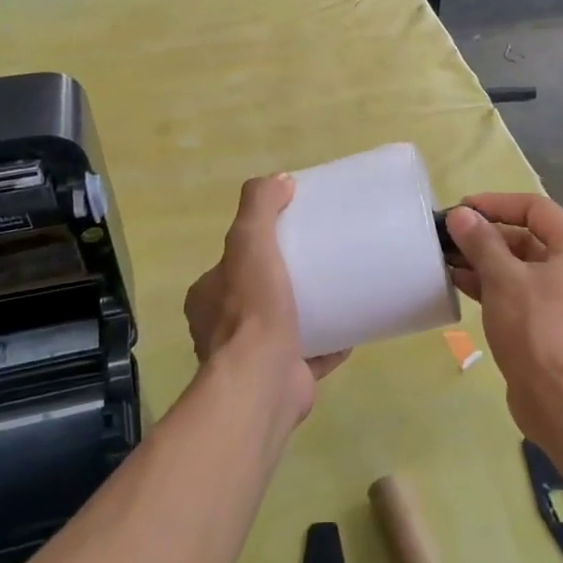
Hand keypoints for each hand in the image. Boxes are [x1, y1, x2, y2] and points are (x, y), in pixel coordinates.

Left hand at [184, 174, 348, 426]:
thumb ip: (258, 207)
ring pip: (284, 326)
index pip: (231, 264)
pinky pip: (311, 354)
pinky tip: (354, 326)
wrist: (263, 382)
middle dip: (286, 280)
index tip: (291, 235)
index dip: (257, 248)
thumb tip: (280, 180)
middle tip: (321, 260)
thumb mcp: (249, 242)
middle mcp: (223, 329)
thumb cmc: (252, 310)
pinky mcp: (284, 378)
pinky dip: (331, 342)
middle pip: (258, 294)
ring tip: (340, 289)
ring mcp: (253, 358)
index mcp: (208, 298)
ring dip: (308, 311)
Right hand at [445, 193, 562, 444]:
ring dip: (482, 260)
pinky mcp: (545, 322)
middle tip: (445, 235)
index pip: (534, 208)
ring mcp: (560, 296)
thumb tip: (461, 215)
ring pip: (517, 266)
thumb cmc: (538, 330)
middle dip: (484, 234)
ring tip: (443, 258)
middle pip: (525, 236)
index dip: (495, 204)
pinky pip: (515, 291)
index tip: (460, 209)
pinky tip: (457, 282)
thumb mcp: (504, 279)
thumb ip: (481, 242)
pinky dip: (489, 284)